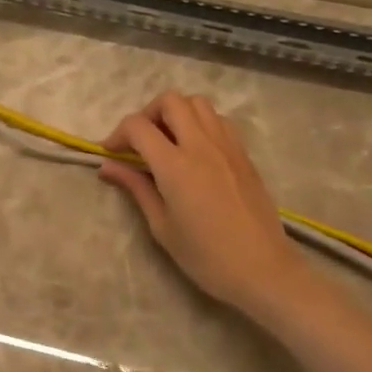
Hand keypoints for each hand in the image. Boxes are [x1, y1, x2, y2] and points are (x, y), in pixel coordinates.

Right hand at [100, 92, 323, 324]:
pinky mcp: (243, 154)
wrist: (263, 270)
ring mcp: (227, 146)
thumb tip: (108, 166)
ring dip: (177, 113)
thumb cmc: (206, 256)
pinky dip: (201, 123)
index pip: (138, 126)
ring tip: (168, 141)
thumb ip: (136, 188)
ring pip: (198, 103)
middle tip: (140, 141)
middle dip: (147, 114)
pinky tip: (195, 150)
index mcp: (175, 166)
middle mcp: (201, 146)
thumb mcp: (162, 226)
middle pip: (170, 101)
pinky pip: (219, 120)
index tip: (111, 153)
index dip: (117, 134)